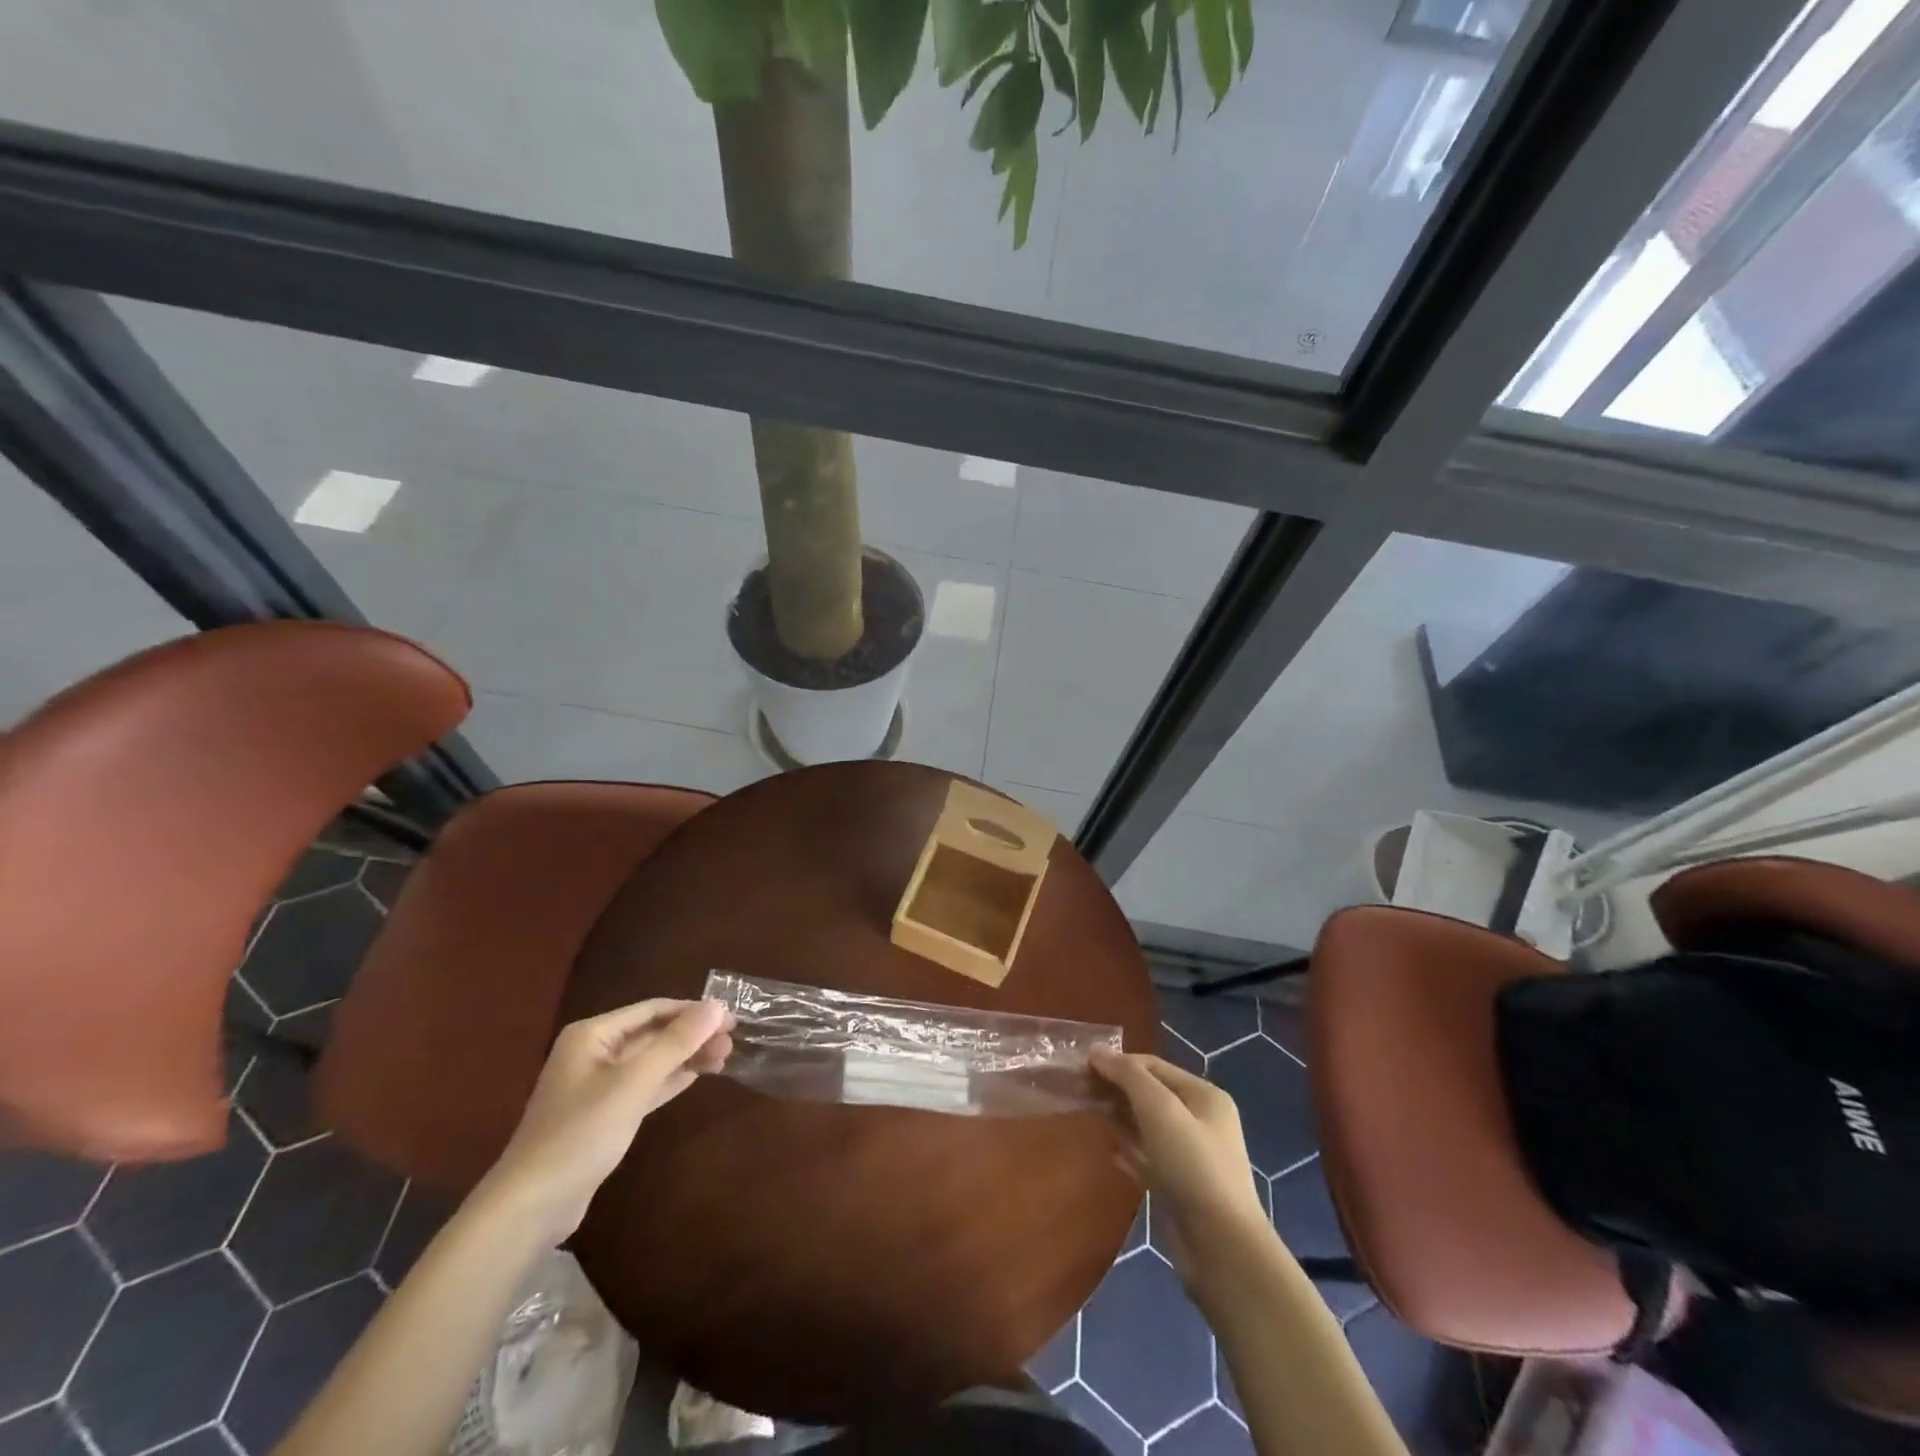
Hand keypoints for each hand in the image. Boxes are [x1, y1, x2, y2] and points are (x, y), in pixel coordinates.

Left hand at [478, 999, 732, 1243]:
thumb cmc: (581, 1133)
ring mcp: (596, 1085)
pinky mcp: (602, 1114)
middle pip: (653, 1033)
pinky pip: (643, 1085)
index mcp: (593, 1034)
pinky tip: (697, 1077)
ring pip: (651, 1060)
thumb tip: (717, 1006)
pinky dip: (670, 1079)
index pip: (653, 1009)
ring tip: (724, 1058)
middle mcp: (593, 1052)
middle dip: (692, 1035)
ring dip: (685, 1056)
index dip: (693, 1011)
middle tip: (732, 1042)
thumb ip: (676, 1043)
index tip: (731, 1019)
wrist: (531, 1206)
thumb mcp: (633, 1083)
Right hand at [1091, 1048, 1269, 1290]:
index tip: (1082, 1067)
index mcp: (1204, 1096)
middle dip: (1116, 1090)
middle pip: (1151, 1094)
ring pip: (1147, 1126)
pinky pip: (1148, 1158)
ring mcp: (1191, 1157)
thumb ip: (1128, 1076)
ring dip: (1119, 1118)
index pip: (1154, 1066)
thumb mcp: (1159, 1110)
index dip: (1118, 1063)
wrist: (1222, 1249)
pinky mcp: (1180, 1188)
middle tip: (1079, 1091)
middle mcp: (1201, 1121)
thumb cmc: (1193, 1166)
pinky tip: (1108, 1150)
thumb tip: (1096, 1051)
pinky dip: (1128, 1150)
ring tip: (1088, 1114)